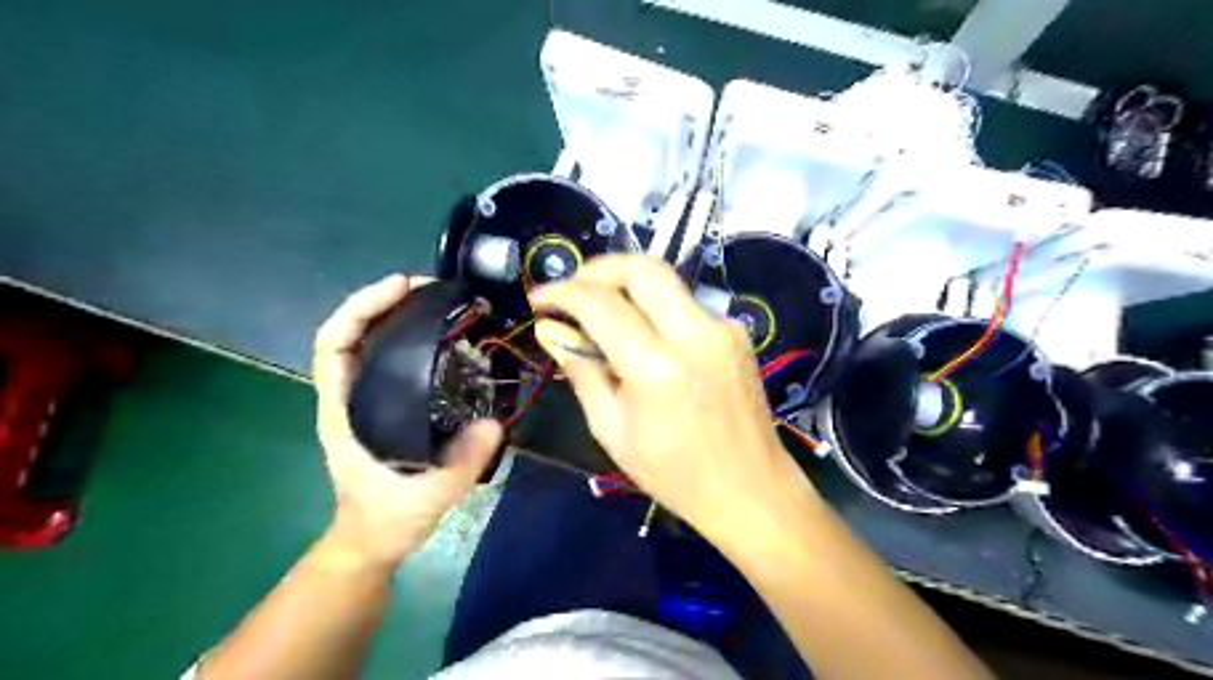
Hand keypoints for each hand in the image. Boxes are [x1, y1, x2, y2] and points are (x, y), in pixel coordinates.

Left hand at [314, 275, 505, 565]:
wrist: (373, 540)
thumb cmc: (388, 518)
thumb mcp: (429, 495)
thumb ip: (461, 462)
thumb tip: (495, 423)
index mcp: (344, 411)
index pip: (334, 344)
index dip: (362, 307)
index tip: (401, 287)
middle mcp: (348, 397)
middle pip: (351, 332)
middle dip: (383, 300)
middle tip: (431, 287)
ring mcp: (363, 400)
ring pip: (369, 342)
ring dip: (396, 314)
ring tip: (438, 302)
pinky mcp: (381, 405)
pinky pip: (388, 358)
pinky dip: (408, 336)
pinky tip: (441, 335)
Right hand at [533, 254, 814, 547]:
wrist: (751, 489)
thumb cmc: (675, 473)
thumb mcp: (612, 431)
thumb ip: (584, 375)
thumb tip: (559, 336)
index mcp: (657, 366)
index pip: (600, 303)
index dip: (562, 292)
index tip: (540, 299)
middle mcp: (695, 333)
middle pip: (642, 267)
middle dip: (599, 268)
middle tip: (573, 289)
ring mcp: (722, 328)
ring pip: (666, 283)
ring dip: (628, 288)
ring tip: (603, 315)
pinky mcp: (737, 333)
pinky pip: (686, 306)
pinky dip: (657, 311)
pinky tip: (647, 339)